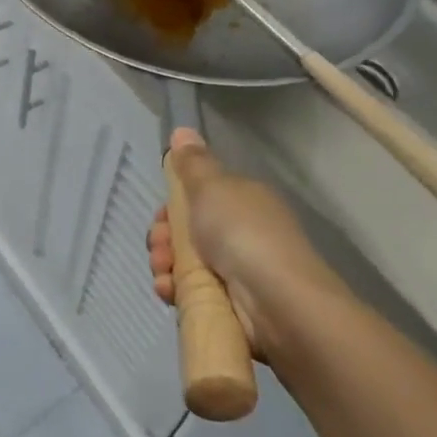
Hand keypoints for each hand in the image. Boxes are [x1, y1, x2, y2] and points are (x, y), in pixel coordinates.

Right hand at [147, 129, 338, 362]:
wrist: (277, 301)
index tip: (159, 217)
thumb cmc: (242, 233)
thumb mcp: (212, 187)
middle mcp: (241, 233)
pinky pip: (194, 293)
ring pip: (186, 264)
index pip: (197, 199)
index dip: (171, 207)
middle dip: (164, 239)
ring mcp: (238, 272)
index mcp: (242, 201)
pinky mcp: (232, 306)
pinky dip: (177, 292)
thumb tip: (182, 130)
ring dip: (166, 266)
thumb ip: (192, 163)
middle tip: (159, 248)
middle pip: (188, 233)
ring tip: (163, 274)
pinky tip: (169, 292)